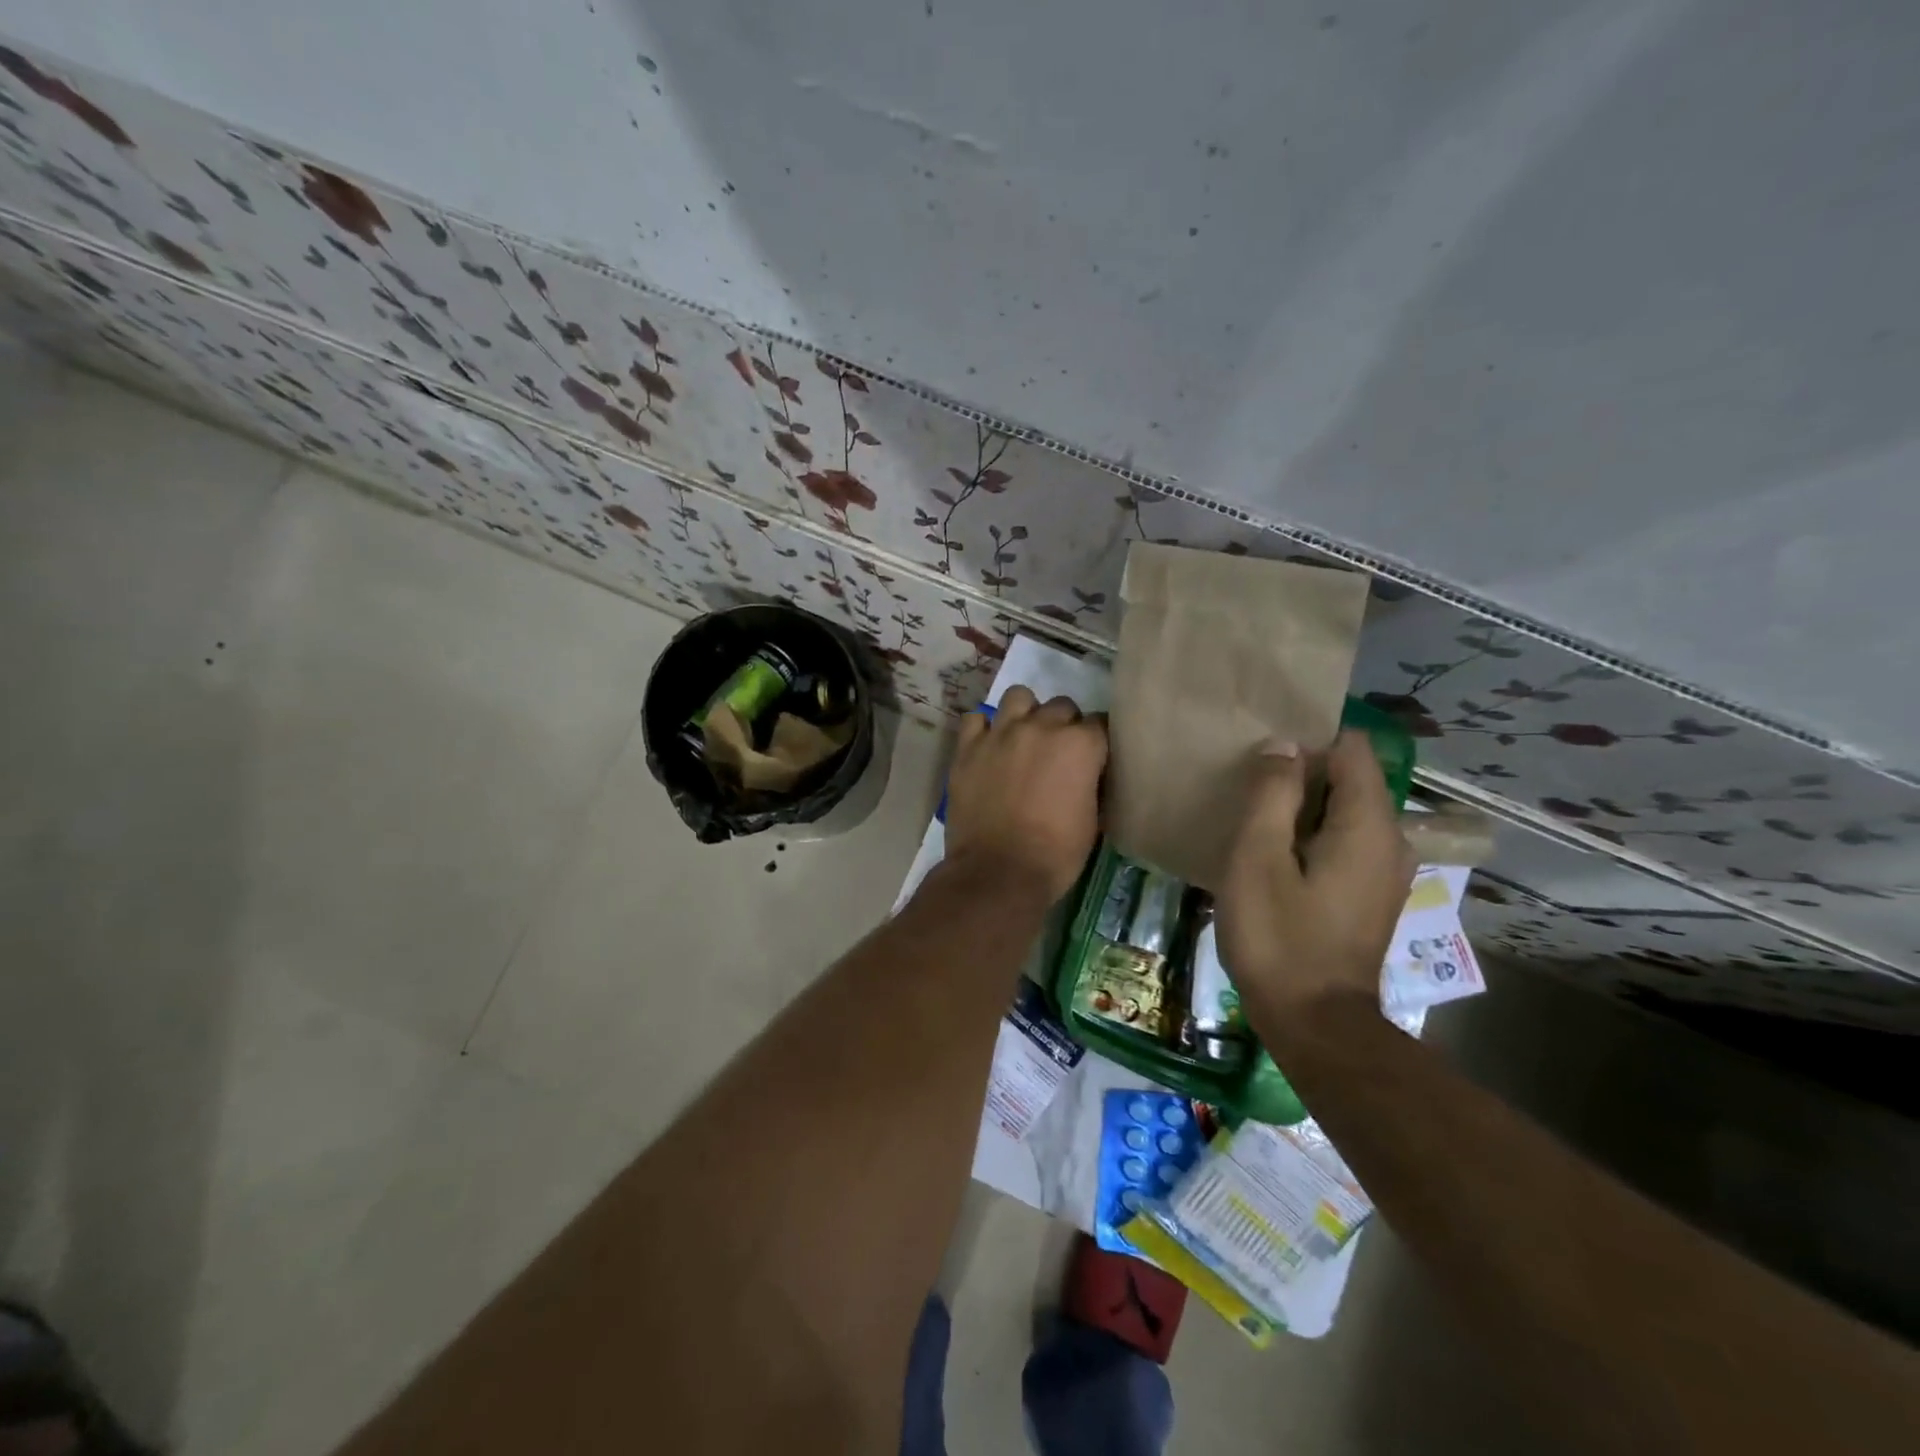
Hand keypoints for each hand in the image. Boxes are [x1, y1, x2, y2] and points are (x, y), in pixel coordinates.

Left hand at [944, 685, 1107, 902]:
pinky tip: (989, 746)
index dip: (1098, 742)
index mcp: (1080, 744)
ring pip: (1019, 697)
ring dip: (1026, 714)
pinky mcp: (968, 746)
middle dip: (1065, 726)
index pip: (1100, 724)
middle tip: (1058, 753)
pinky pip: (976, 719)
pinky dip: (985, 728)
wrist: (998, 872)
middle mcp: (1042, 726)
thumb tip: (1088, 774)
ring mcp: (1001, 732)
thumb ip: (1092, 783)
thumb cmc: (1056, 854)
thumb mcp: (1093, 820)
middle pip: (1062, 706)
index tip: (1094, 758)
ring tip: (1023, 738)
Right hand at [1215, 730, 1416, 1019]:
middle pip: (1350, 779)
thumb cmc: (1279, 937)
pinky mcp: (1370, 896)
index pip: (1352, 748)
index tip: (1263, 757)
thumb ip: (1271, 794)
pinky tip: (1275, 857)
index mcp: (1368, 824)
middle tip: (1248, 786)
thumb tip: (1283, 746)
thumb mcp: (1258, 858)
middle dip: (1302, 773)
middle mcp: (1390, 840)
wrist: (1315, 1024)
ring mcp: (1385, 872)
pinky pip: (1345, 842)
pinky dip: (1313, 836)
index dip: (1308, 740)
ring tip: (1255, 817)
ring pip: (1345, 812)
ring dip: (1303, 806)